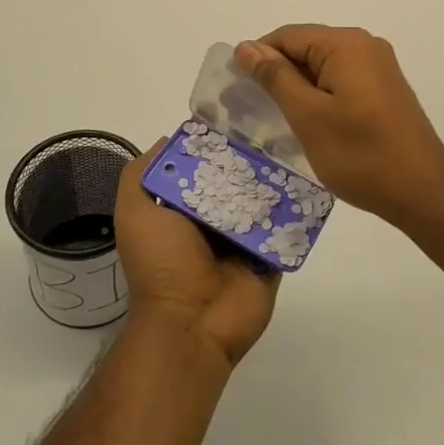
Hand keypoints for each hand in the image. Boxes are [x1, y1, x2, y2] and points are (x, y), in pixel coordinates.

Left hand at [115, 141, 278, 369]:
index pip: (201, 168)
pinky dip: (296, 209)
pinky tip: (309, 181)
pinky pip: (287, 228)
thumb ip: (140, 175)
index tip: (234, 120)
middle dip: (248, 160)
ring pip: (262, 201)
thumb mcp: (135, 213)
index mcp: (182, 210)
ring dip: (274, 181)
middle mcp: (213, 223)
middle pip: (235, 182)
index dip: (213, 146)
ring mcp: (244, 241)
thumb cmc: (161, 264)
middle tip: (272, 130)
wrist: (192, 324)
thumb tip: (168, 139)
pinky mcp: (270, 258)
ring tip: (294, 148)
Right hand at [235, 25, 443, 226]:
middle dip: (278, 72)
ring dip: (299, 86)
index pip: (287, 36)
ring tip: (280, 118)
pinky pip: (342, 78)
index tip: (237, 88)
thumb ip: (275, 77)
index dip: (258, 57)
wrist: (423, 193)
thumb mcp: (308, 116)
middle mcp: (365, 44)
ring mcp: (379, 66)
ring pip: (323, 65)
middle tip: (254, 108)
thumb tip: (247, 47)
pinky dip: (321, 94)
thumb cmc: (360, 155)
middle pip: (306, 46)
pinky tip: (312, 122)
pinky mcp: (385, 87)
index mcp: (345, 44)